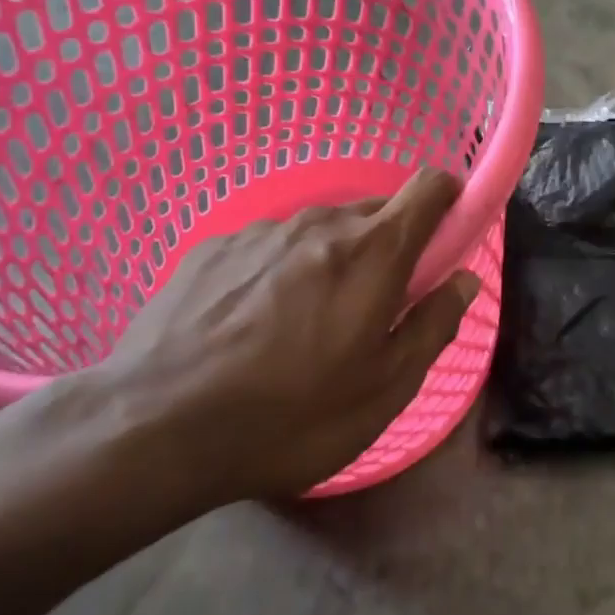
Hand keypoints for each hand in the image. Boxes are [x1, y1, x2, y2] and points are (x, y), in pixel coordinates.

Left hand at [86, 169, 479, 503]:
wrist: (151, 429)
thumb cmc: (290, 417)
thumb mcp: (385, 390)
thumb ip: (434, 324)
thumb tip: (464, 280)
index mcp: (372, 251)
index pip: (430, 186)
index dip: (451, 201)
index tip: (448, 239)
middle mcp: (320, 222)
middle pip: (377, 210)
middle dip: (392, 246)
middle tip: (375, 307)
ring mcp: (261, 230)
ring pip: (322, 230)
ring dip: (335, 260)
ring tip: (307, 326)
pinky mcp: (213, 246)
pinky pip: (272, 245)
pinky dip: (283, 270)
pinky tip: (253, 326)